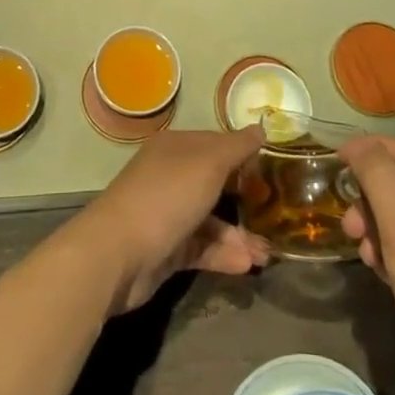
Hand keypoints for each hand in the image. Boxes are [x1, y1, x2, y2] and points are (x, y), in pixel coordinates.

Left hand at [73, 127, 269, 314]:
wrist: (118, 253)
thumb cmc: (166, 196)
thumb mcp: (208, 163)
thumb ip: (237, 147)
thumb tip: (260, 129)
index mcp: (175, 148)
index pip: (215, 144)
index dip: (243, 154)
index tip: (273, 168)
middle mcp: (169, 176)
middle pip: (214, 184)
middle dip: (246, 200)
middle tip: (277, 214)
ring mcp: (166, 213)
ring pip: (210, 221)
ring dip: (239, 236)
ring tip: (265, 255)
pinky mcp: (165, 249)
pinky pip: (201, 248)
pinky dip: (223, 255)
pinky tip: (246, 265)